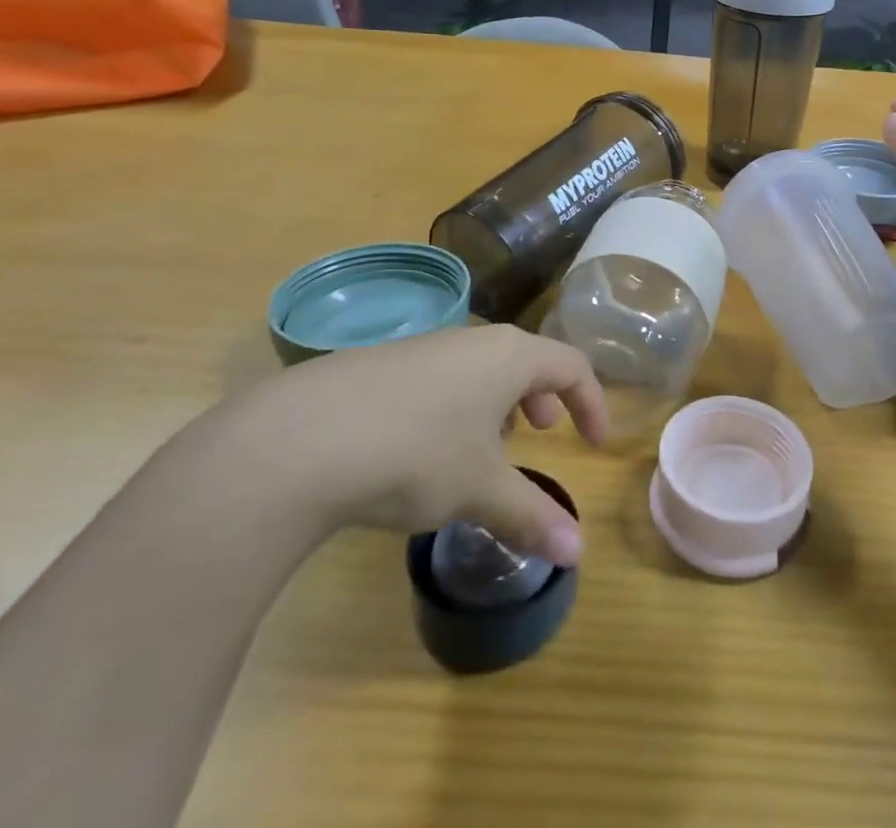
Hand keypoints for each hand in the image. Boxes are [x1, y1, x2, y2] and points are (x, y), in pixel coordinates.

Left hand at [217, 325, 607, 566]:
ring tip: (485, 448)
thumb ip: (531, 516)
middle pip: (525, 359)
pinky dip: (455, 407)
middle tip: (543, 433)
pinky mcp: (381, 365)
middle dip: (542, 398)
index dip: (591, 402)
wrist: (300, 439)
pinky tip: (424, 451)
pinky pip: (440, 378)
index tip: (595, 443)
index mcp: (509, 356)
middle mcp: (472, 340)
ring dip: (496, 404)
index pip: (571, 366)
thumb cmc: (416, 453)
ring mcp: (423, 348)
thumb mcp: (479, 489)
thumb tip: (577, 554)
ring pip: (479, 368)